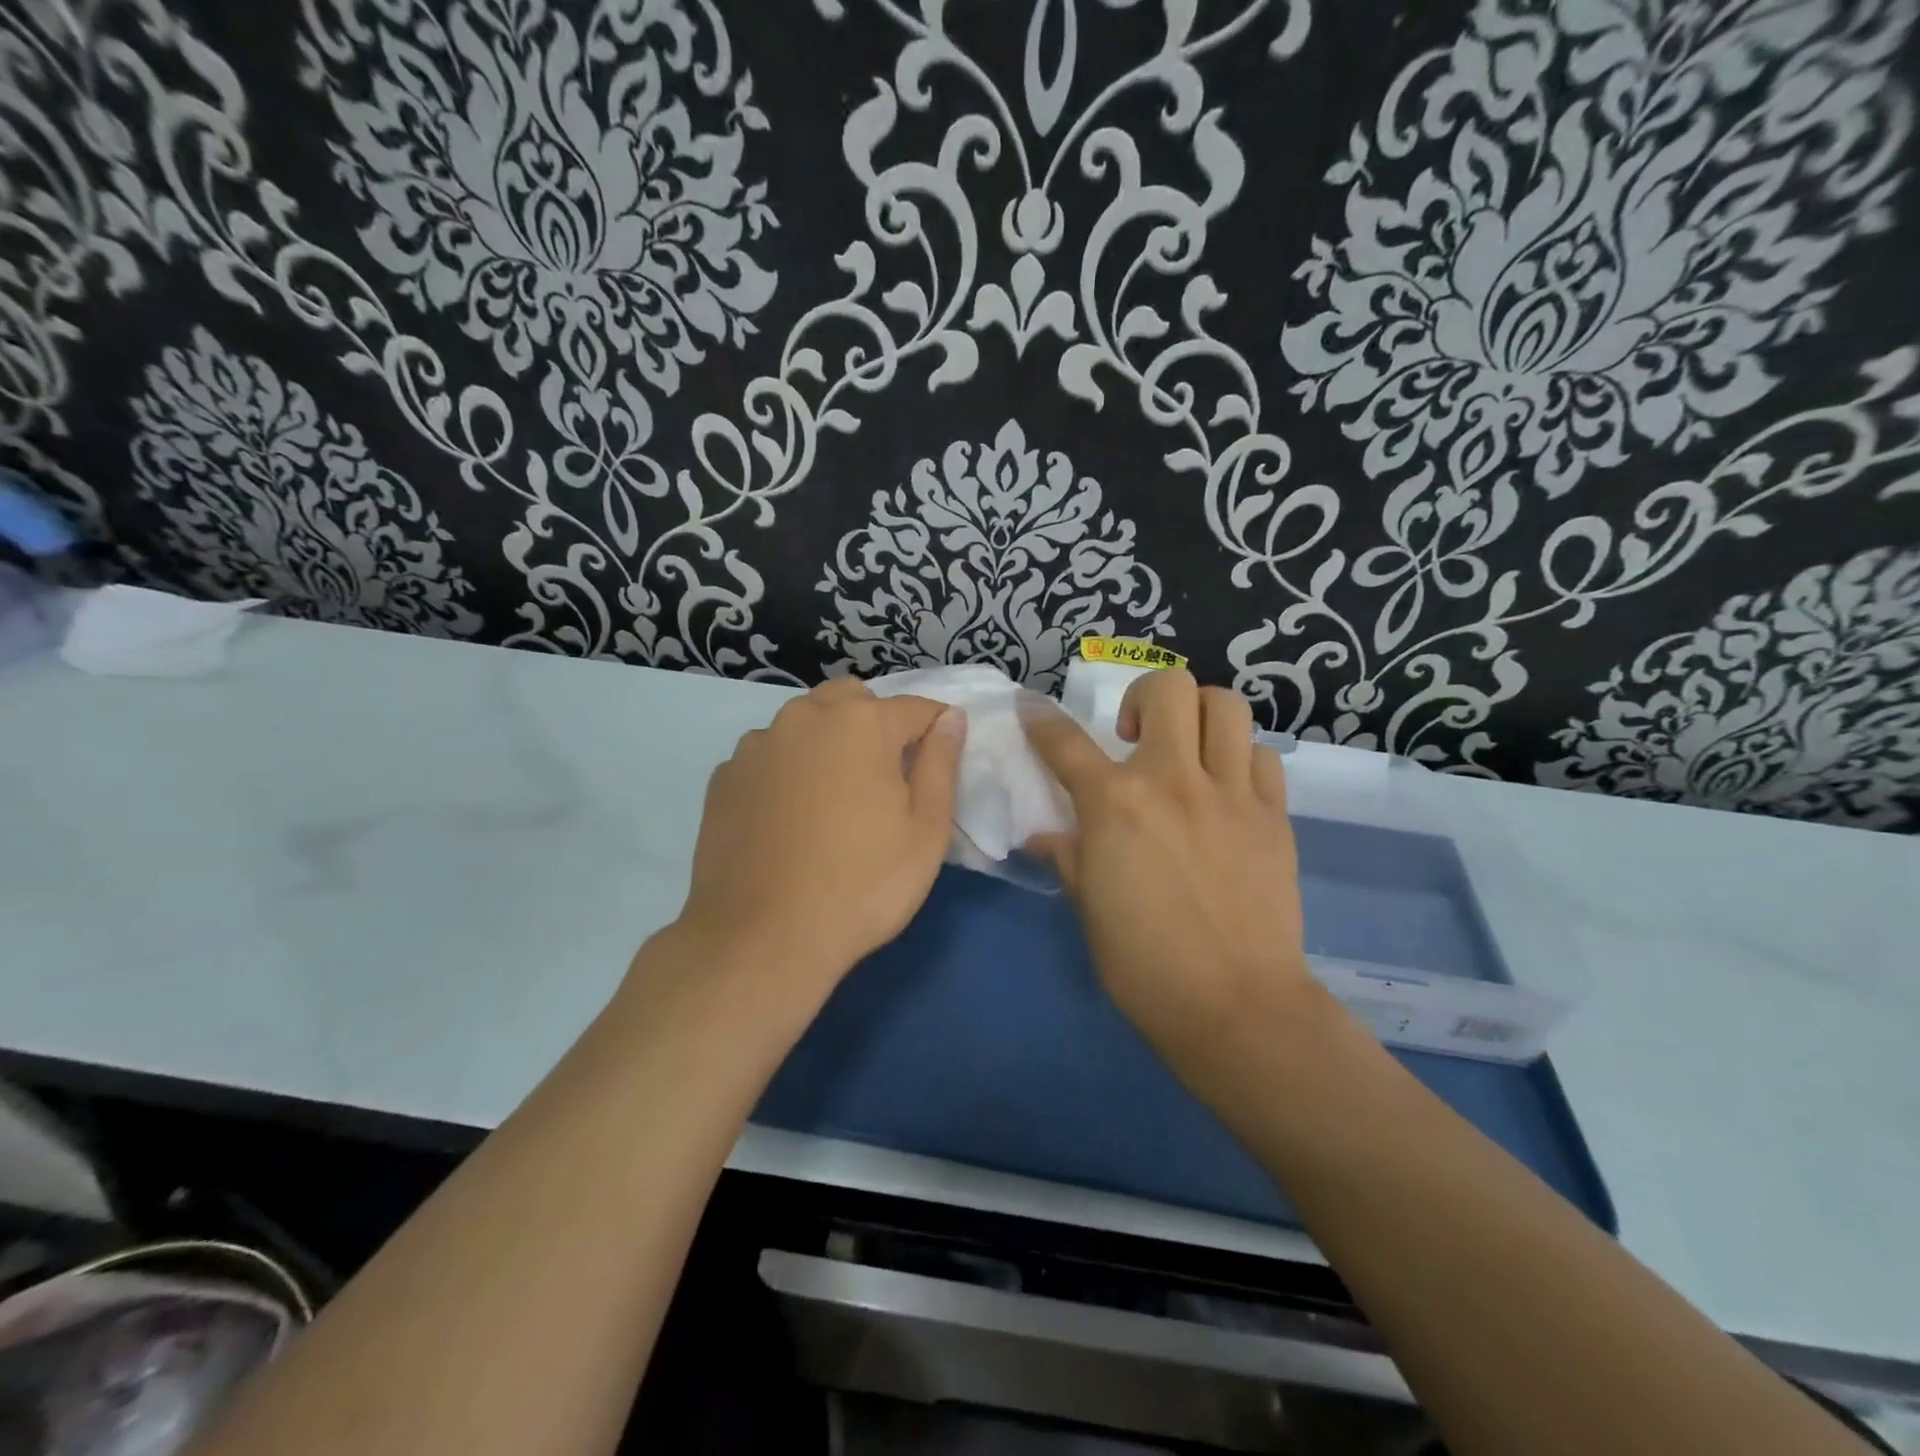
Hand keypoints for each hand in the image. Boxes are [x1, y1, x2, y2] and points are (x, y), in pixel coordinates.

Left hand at [673, 678, 964, 1003]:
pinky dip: (786, 770)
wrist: (762, 938)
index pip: (914, 708)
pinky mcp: (723, 777)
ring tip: (831, 800)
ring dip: (826, 742)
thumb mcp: (925, 830)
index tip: (940, 758)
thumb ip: (941, 763)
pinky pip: (769, 756)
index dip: (935, 729)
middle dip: (875, 723)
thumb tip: (950, 719)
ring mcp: (756, 746)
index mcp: (860, 723)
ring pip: (804, 723)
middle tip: (883, 779)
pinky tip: (788, 818)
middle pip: (851, 701)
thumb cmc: (862, 885)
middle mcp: (804, 718)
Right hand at [1021, 671, 1315, 1092]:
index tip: (1031, 709)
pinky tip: (1227, 790)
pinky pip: (1263, 758)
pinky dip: (1241, 760)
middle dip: (1144, 696)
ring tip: (1187, 751)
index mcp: (1115, 804)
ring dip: (1199, 716)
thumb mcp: (1088, 908)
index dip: (1040, 719)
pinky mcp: (1274, 816)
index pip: (1064, 742)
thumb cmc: (1143, 964)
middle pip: (1169, 688)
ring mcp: (1231, 793)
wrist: (1235, 1005)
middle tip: (1136, 734)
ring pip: (1226, 706)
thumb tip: (1045, 836)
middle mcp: (1173, 780)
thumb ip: (1068, 857)